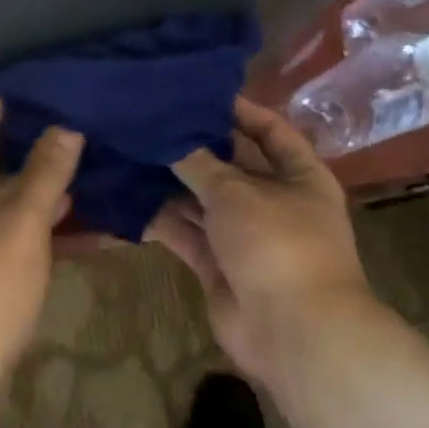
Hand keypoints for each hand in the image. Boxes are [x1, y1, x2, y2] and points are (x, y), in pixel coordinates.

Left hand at [0, 98, 82, 413]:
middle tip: (69, 125)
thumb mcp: (22, 224)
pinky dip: (10, 209)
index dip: (11, 103)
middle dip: (21, 140)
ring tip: (70, 160)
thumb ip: (45, 170)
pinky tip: (53, 207)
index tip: (54, 94)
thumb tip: (67, 127)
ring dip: (21, 177)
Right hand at [149, 97, 373, 393]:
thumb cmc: (276, 243)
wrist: (293, 333)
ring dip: (172, 184)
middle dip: (195, 148)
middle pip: (231, 165)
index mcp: (299, 176)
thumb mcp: (236, 192)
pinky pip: (188, 234)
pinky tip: (128, 199)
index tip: (198, 94)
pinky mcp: (219, 265)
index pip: (270, 130)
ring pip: (204, 201)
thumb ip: (199, 163)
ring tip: (131, 153)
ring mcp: (246, 236)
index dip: (239, 111)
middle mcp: (275, 202)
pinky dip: (163, 220)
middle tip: (151, 121)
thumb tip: (169, 136)